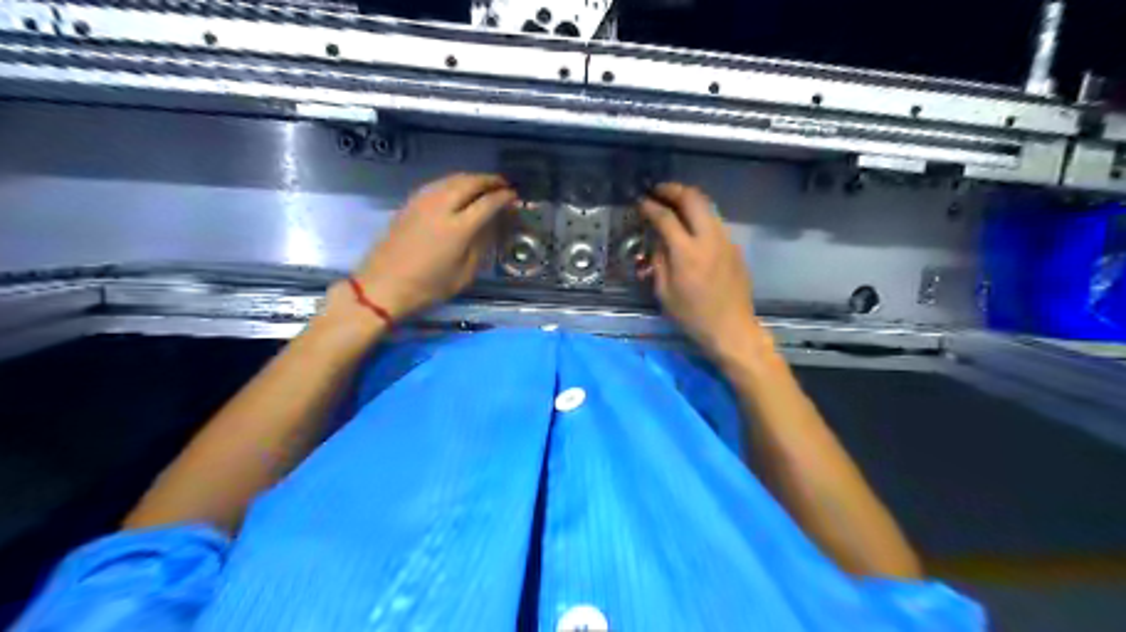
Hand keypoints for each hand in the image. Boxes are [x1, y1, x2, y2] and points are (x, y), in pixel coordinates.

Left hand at [352, 173, 516, 320]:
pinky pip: (437, 184)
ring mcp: (422, 202)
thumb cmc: (428, 287)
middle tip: (502, 184)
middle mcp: (441, 207)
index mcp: (458, 228)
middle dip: (489, 180)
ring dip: (471, 178)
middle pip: (469, 183)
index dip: (503, 197)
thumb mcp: (464, 274)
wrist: (383, 285)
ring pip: (451, 179)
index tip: (514, 196)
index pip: (487, 203)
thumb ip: (480, 246)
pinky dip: (453, 182)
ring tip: (483, 184)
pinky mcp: (409, 203)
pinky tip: (457, 189)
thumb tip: (490, 226)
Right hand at [637, 185, 759, 356]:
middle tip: (658, 190)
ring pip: (708, 207)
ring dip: (689, 200)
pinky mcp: (735, 248)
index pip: (666, 218)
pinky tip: (690, 227)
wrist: (732, 329)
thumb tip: (658, 241)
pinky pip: (715, 222)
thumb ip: (659, 261)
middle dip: (673, 189)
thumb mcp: (665, 293)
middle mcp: (709, 239)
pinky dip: (700, 216)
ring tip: (673, 203)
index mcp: (687, 253)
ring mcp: (726, 241)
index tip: (641, 202)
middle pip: (693, 199)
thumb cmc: (693, 316)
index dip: (651, 206)